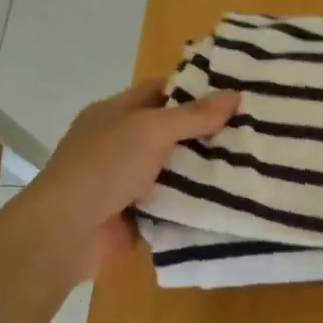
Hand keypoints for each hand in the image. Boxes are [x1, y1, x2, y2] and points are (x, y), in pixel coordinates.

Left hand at [21, 79, 238, 284]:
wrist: (67, 233)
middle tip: (256, 129)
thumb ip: (193, 115)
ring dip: (208, 170)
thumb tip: (236, 94)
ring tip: (255, 164)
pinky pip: (176, 203)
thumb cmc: (104, 167)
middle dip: (210, 132)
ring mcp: (130, 181)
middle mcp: (122, 144)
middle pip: (174, 131)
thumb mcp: (150, 130)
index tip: (236, 92)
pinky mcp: (140, 214)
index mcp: (116, 114)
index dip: (196, 89)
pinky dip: (198, 202)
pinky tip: (234, 198)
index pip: (161, 91)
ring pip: (178, 169)